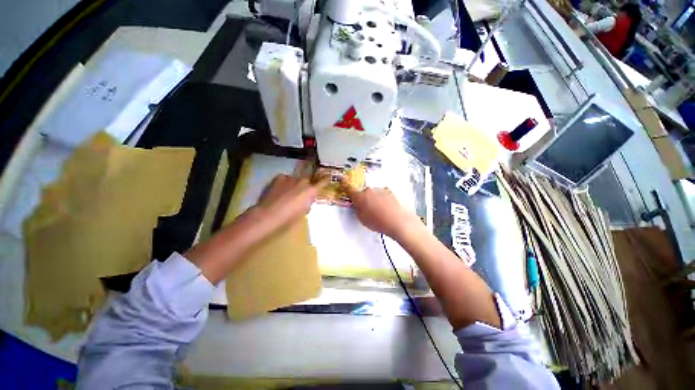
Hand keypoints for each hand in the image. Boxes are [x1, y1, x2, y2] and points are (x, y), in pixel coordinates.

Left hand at [256, 174, 327, 228]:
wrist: (270, 214)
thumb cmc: (290, 217)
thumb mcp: (303, 212)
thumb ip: (308, 203)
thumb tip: (307, 200)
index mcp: (311, 191)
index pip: (322, 183)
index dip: (326, 180)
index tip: (329, 176)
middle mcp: (303, 182)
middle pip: (307, 180)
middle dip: (305, 185)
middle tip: (301, 193)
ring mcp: (290, 179)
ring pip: (295, 179)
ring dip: (294, 184)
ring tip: (288, 192)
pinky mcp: (279, 179)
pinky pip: (284, 178)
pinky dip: (284, 182)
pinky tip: (280, 189)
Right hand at [342, 179, 421, 238]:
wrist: (397, 221)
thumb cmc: (379, 222)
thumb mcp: (362, 218)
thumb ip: (357, 209)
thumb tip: (357, 205)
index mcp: (360, 197)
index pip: (348, 188)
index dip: (344, 183)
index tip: (341, 179)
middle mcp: (369, 190)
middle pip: (363, 191)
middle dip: (363, 197)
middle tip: (366, 207)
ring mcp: (380, 190)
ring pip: (373, 192)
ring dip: (373, 198)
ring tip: (378, 211)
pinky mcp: (389, 192)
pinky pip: (382, 194)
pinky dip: (382, 199)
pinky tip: (385, 208)